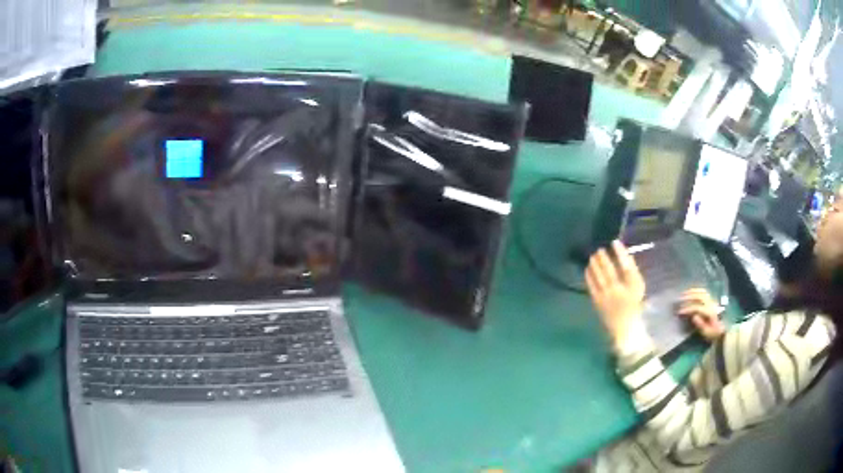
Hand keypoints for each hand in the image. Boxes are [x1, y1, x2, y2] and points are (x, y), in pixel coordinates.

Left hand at [585, 240, 645, 347]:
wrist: (625, 327)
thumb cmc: (634, 304)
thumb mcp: (638, 286)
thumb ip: (632, 271)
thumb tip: (625, 255)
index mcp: (632, 286)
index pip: (626, 266)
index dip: (620, 253)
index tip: (615, 242)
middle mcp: (619, 290)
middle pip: (609, 270)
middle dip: (603, 257)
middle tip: (600, 249)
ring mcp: (607, 297)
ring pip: (599, 277)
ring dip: (595, 264)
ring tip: (593, 256)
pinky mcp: (598, 302)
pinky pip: (592, 286)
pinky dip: (589, 276)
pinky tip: (587, 268)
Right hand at [678, 288, 724, 341]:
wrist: (722, 330)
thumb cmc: (713, 333)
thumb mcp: (707, 332)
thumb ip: (700, 324)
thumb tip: (694, 316)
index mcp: (710, 312)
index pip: (697, 307)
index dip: (688, 308)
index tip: (679, 311)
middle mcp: (711, 304)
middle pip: (700, 297)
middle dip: (689, 297)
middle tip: (680, 298)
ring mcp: (711, 301)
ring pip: (702, 292)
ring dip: (693, 291)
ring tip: (684, 293)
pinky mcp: (711, 300)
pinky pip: (704, 292)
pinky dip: (697, 290)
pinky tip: (692, 292)